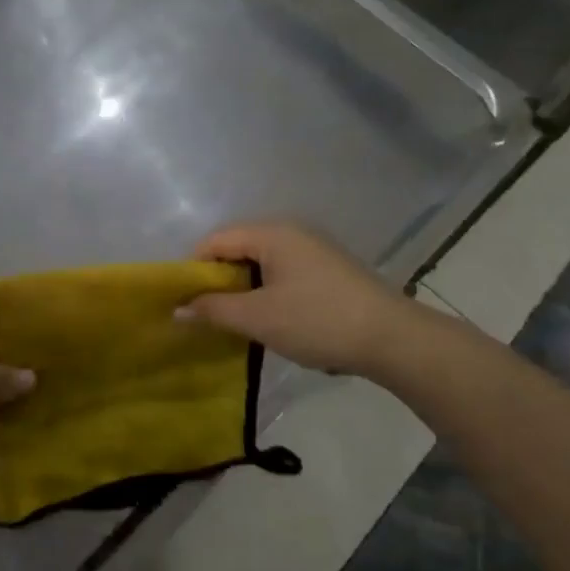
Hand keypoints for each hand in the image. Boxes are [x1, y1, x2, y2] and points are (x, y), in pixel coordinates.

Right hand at [184, 224, 432, 381]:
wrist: (392, 338)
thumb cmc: (318, 320)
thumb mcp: (259, 318)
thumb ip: (214, 310)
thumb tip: (178, 308)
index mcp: (272, 234)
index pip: (216, 240)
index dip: (193, 267)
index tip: (181, 300)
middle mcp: (291, 232)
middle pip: (238, 248)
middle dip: (217, 280)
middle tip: (204, 314)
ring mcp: (313, 250)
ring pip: (261, 263)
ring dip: (243, 289)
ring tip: (232, 321)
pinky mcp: (328, 270)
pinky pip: (283, 273)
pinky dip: (267, 292)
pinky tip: (268, 320)